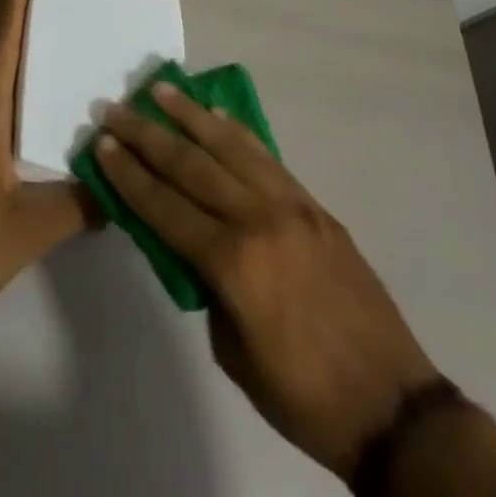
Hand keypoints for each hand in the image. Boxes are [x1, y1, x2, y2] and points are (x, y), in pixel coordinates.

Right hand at [96, 82, 437, 482]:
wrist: (393, 407)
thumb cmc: (303, 395)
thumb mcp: (232, 352)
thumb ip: (205, 285)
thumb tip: (186, 241)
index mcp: (233, 263)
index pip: (165, 206)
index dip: (128, 174)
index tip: (102, 143)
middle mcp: (258, 219)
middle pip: (190, 165)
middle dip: (146, 134)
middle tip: (115, 109)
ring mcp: (291, 206)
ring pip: (230, 146)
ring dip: (190, 115)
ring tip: (160, 89)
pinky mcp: (315, 206)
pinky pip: (266, 158)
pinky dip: (237, 132)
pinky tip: (217, 114)